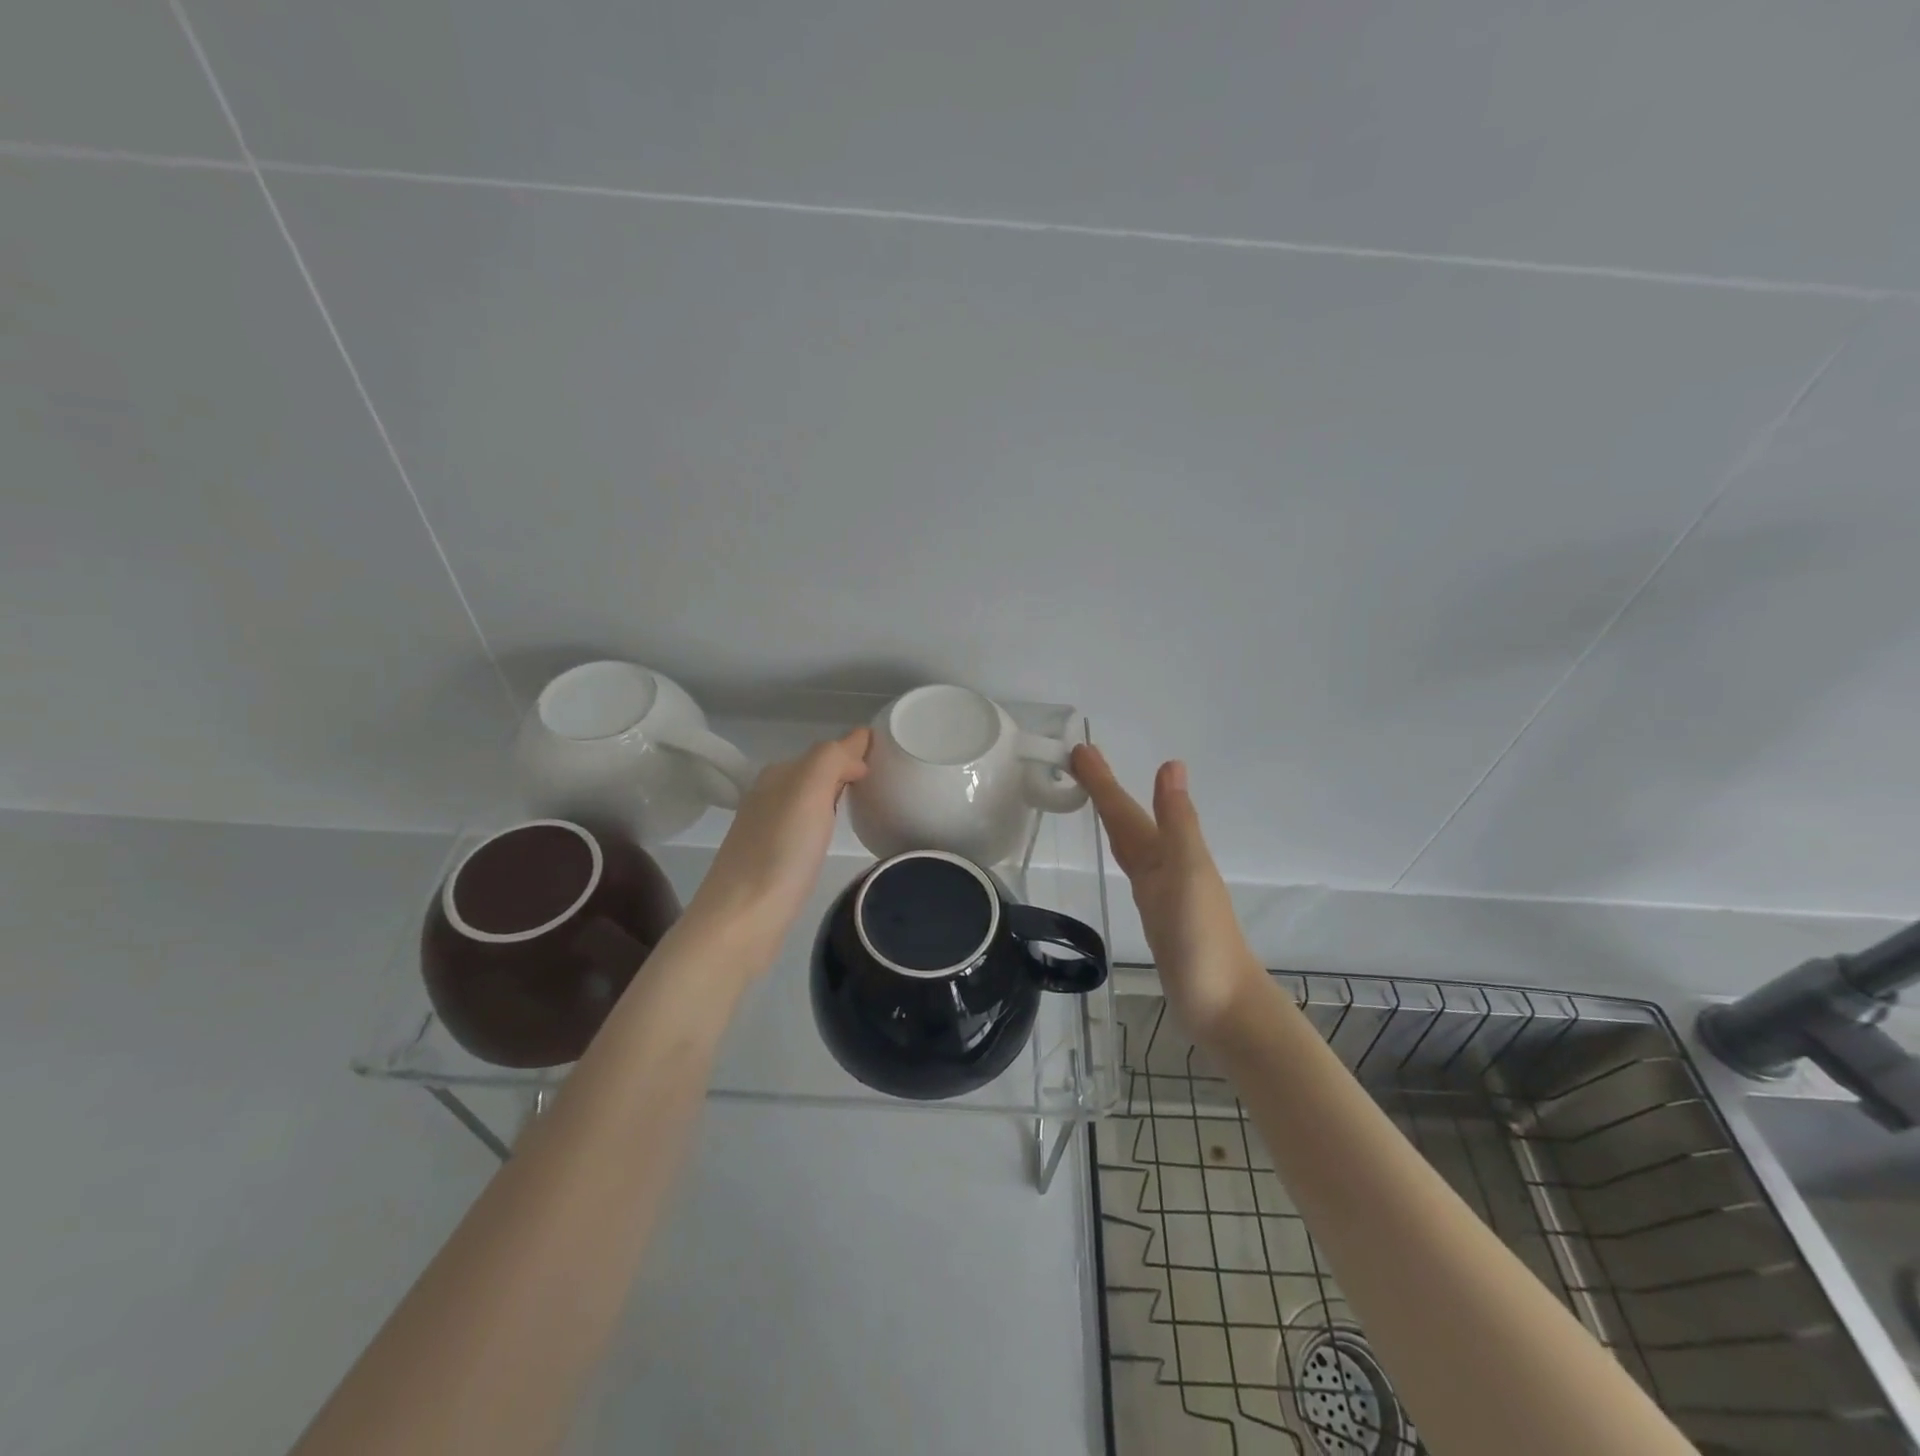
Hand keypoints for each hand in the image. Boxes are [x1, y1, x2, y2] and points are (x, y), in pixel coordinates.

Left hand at [685, 728, 870, 965]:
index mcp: (779, 775)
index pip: (827, 750)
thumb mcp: (808, 790)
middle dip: (847, 768)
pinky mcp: (769, 860)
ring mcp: (766, 829)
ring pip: (808, 798)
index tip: (891, 756)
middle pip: (817, 771)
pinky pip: (804, 825)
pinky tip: (832, 834)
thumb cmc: (780, 852)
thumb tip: (857, 753)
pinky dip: (822, 820)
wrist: (740, 920)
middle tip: (886, 777)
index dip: (857, 748)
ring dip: (834, 793)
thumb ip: (832, 758)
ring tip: (866, 802)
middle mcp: (769, 795)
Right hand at [1070, 745, 1264, 1045]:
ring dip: (1115, 819)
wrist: (1223, 1007)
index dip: (1104, 781)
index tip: (1079, 749)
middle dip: (1105, 792)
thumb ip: (1177, 822)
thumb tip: (1171, 763)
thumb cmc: (1202, 940)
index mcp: (1170, 853)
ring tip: (1094, 800)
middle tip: (1076, 763)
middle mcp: (1167, 866)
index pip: (1126, 810)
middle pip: (1129, 822)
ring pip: (1133, 844)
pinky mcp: (1159, 918)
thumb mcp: (1188, 874)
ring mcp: (1164, 893)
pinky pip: (1136, 871)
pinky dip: (1125, 853)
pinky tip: (1124, 857)